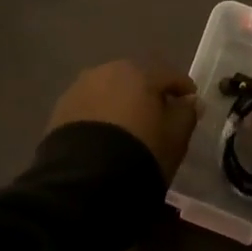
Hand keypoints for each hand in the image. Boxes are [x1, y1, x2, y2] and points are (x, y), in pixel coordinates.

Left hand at [47, 60, 199, 180]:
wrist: (85, 179)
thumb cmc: (140, 152)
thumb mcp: (174, 138)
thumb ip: (186, 114)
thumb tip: (191, 101)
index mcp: (140, 73)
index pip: (169, 75)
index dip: (183, 88)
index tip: (191, 102)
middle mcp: (108, 71)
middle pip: (135, 77)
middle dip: (147, 92)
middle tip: (157, 114)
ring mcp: (81, 87)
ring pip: (109, 90)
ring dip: (120, 102)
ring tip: (128, 125)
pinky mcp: (60, 108)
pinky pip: (89, 106)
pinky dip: (100, 114)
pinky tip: (104, 134)